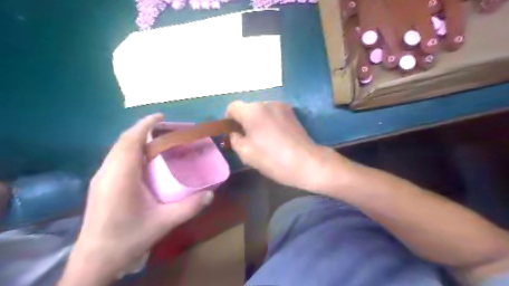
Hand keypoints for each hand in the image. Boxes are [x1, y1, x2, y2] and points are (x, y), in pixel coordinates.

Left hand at [60, 114, 213, 285]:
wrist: (95, 261)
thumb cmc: (128, 238)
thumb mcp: (164, 222)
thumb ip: (190, 207)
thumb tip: (211, 193)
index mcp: (121, 176)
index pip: (130, 140)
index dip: (145, 124)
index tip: (161, 116)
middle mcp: (107, 172)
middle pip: (123, 141)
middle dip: (142, 129)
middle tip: (165, 129)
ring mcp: (100, 178)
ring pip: (118, 149)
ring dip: (136, 140)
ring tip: (157, 141)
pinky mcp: (100, 185)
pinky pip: (116, 158)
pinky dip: (131, 151)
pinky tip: (144, 161)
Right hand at [227, 102, 336, 190]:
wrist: (306, 162)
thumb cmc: (272, 159)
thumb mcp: (246, 153)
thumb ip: (234, 139)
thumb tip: (235, 133)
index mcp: (252, 111)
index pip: (233, 107)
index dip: (229, 119)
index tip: (232, 133)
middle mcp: (267, 103)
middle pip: (248, 108)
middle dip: (244, 121)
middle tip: (247, 139)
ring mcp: (282, 106)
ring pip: (262, 111)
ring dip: (258, 121)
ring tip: (263, 139)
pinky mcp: (292, 113)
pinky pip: (274, 114)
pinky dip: (270, 122)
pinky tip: (276, 137)